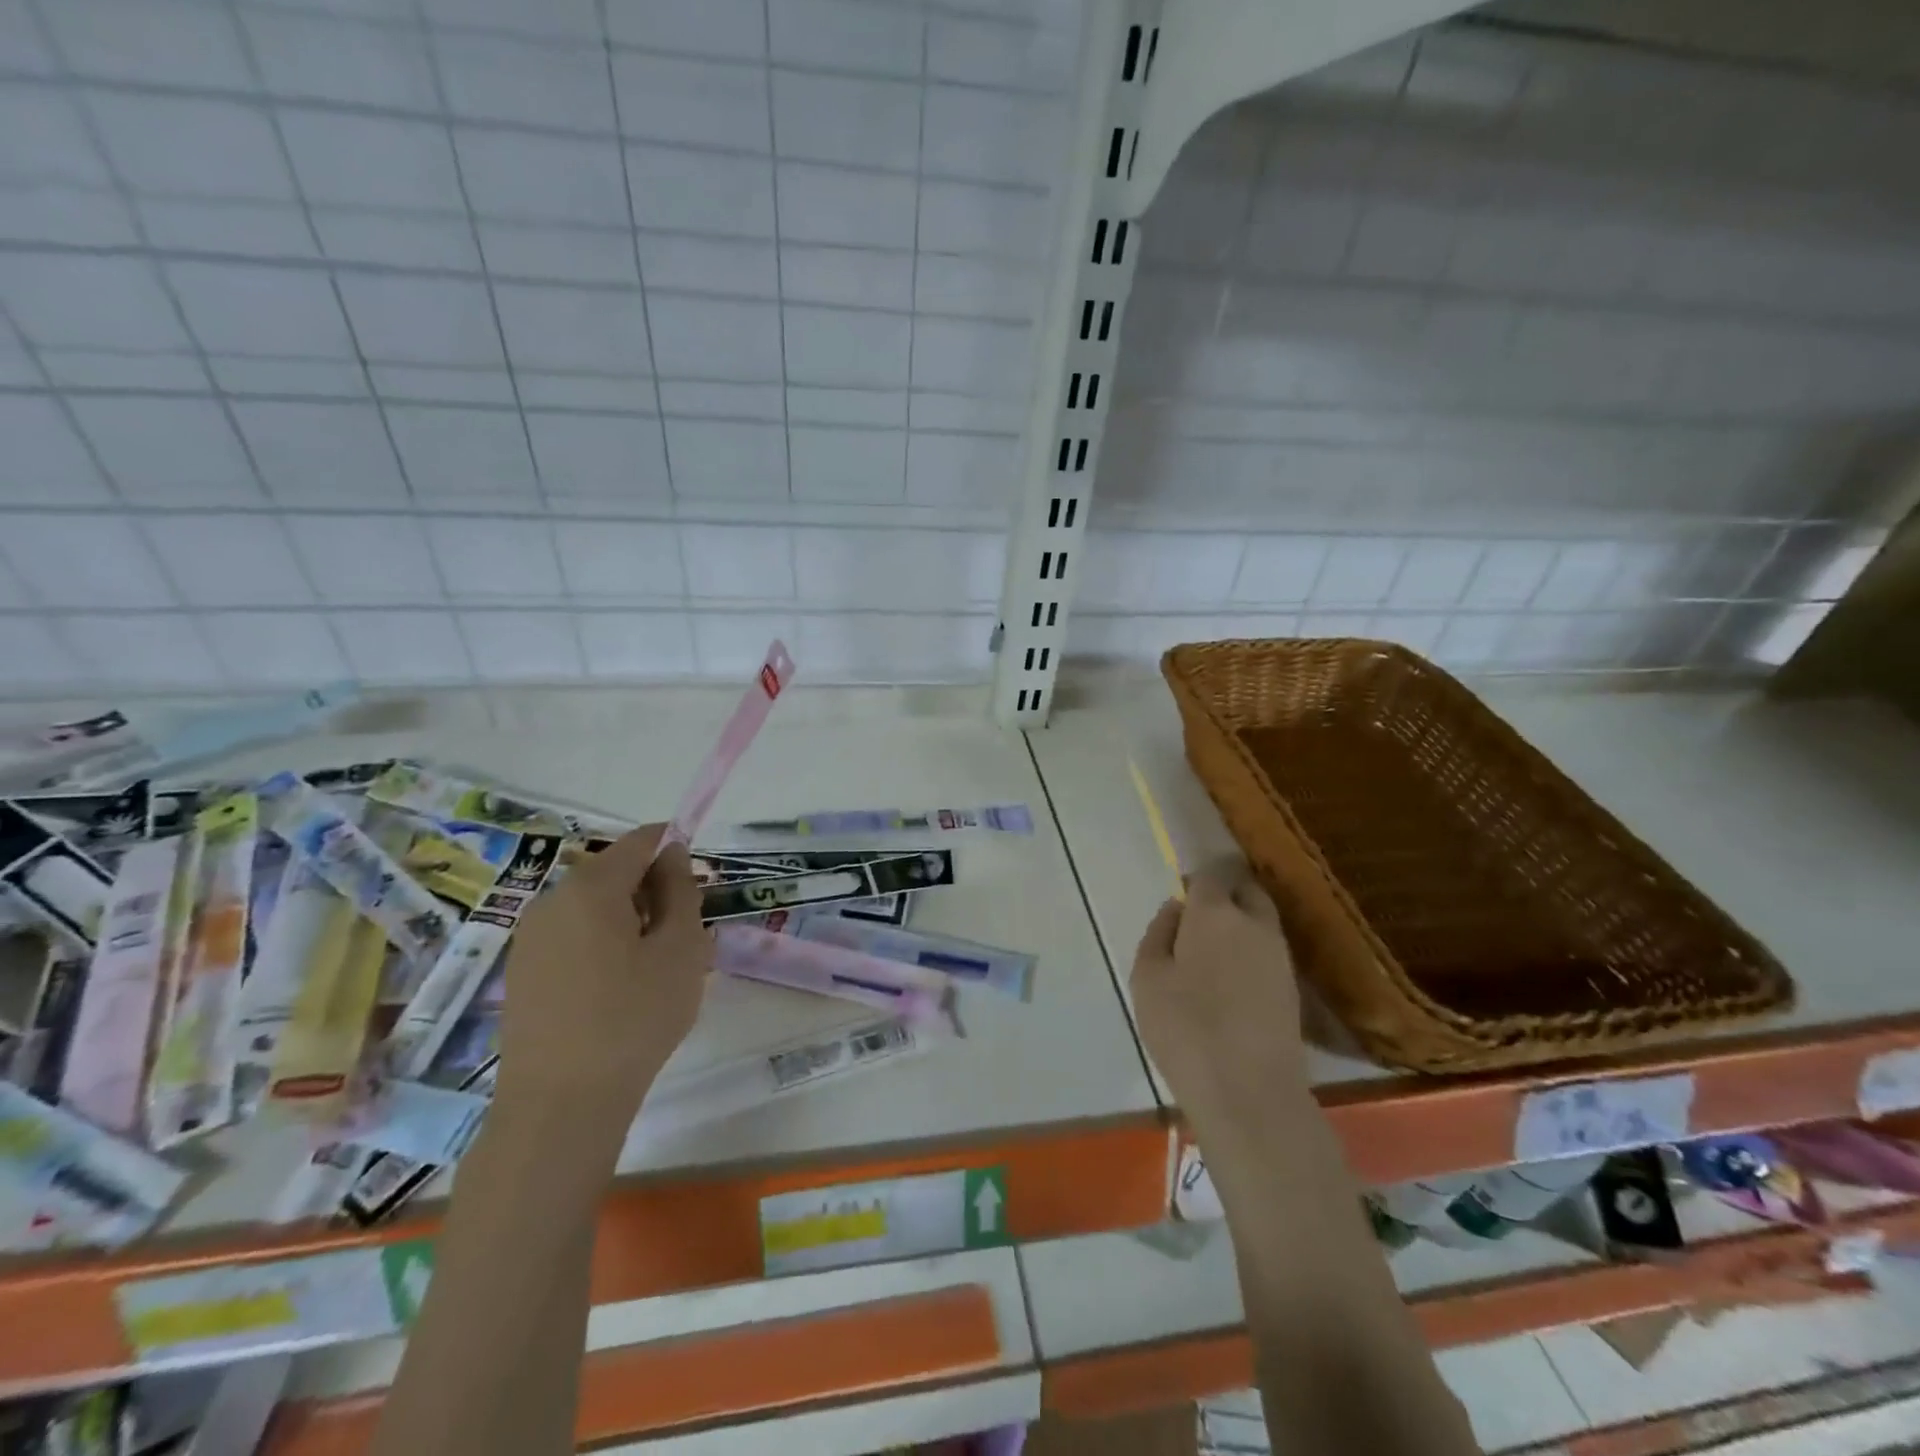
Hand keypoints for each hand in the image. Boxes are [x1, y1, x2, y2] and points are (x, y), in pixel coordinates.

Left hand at [494, 824, 711, 1138]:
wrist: (560, 1105)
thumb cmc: (634, 1017)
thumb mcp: (680, 948)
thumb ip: (680, 890)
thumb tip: (672, 854)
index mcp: (591, 887)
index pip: (641, 841)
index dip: (675, 849)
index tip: (699, 885)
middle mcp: (551, 900)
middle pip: (614, 872)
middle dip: (654, 889)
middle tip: (685, 934)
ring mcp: (529, 938)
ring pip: (593, 907)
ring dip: (630, 919)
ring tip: (655, 966)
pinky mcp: (521, 972)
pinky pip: (572, 936)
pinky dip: (603, 944)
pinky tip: (619, 989)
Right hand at [1130, 860, 1306, 1142]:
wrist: (1248, 1091)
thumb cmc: (1184, 1027)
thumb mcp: (1147, 976)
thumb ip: (1159, 932)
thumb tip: (1177, 909)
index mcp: (1215, 912)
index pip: (1209, 876)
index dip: (1192, 886)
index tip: (1177, 910)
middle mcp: (1255, 923)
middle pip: (1245, 892)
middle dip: (1224, 898)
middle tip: (1196, 929)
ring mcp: (1280, 956)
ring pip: (1260, 923)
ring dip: (1239, 928)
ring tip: (1211, 960)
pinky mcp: (1294, 988)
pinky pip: (1268, 953)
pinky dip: (1251, 956)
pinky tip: (1232, 985)